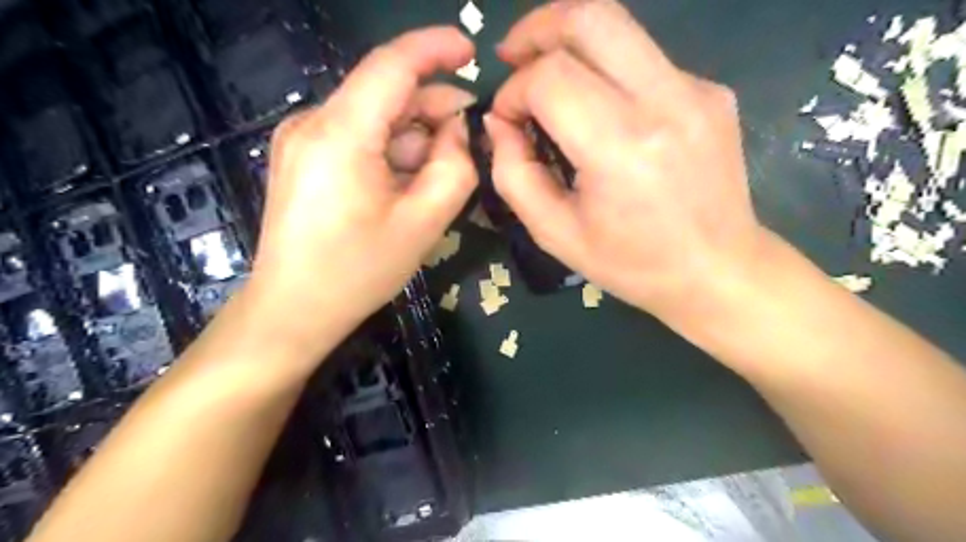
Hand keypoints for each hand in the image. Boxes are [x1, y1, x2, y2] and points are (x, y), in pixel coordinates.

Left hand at [245, 28, 476, 358]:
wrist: (293, 310)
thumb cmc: (359, 271)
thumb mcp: (424, 222)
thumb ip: (455, 167)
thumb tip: (458, 129)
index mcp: (341, 133)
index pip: (392, 64)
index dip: (435, 48)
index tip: (472, 52)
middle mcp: (313, 123)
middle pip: (384, 93)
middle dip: (432, 108)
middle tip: (469, 138)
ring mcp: (301, 140)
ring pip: (373, 118)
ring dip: (413, 137)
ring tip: (438, 174)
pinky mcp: (302, 159)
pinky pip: (357, 138)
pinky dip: (390, 150)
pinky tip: (406, 183)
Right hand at [490, 1, 769, 325]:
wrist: (718, 270)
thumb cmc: (632, 263)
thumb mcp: (555, 234)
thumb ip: (513, 174)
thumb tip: (499, 123)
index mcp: (621, 147)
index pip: (550, 78)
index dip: (513, 91)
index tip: (505, 120)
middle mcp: (665, 101)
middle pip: (590, 19)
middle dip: (537, 30)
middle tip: (513, 57)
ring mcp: (696, 89)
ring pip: (620, 26)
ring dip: (570, 40)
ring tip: (545, 73)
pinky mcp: (711, 90)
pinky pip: (644, 59)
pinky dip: (607, 70)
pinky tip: (601, 109)